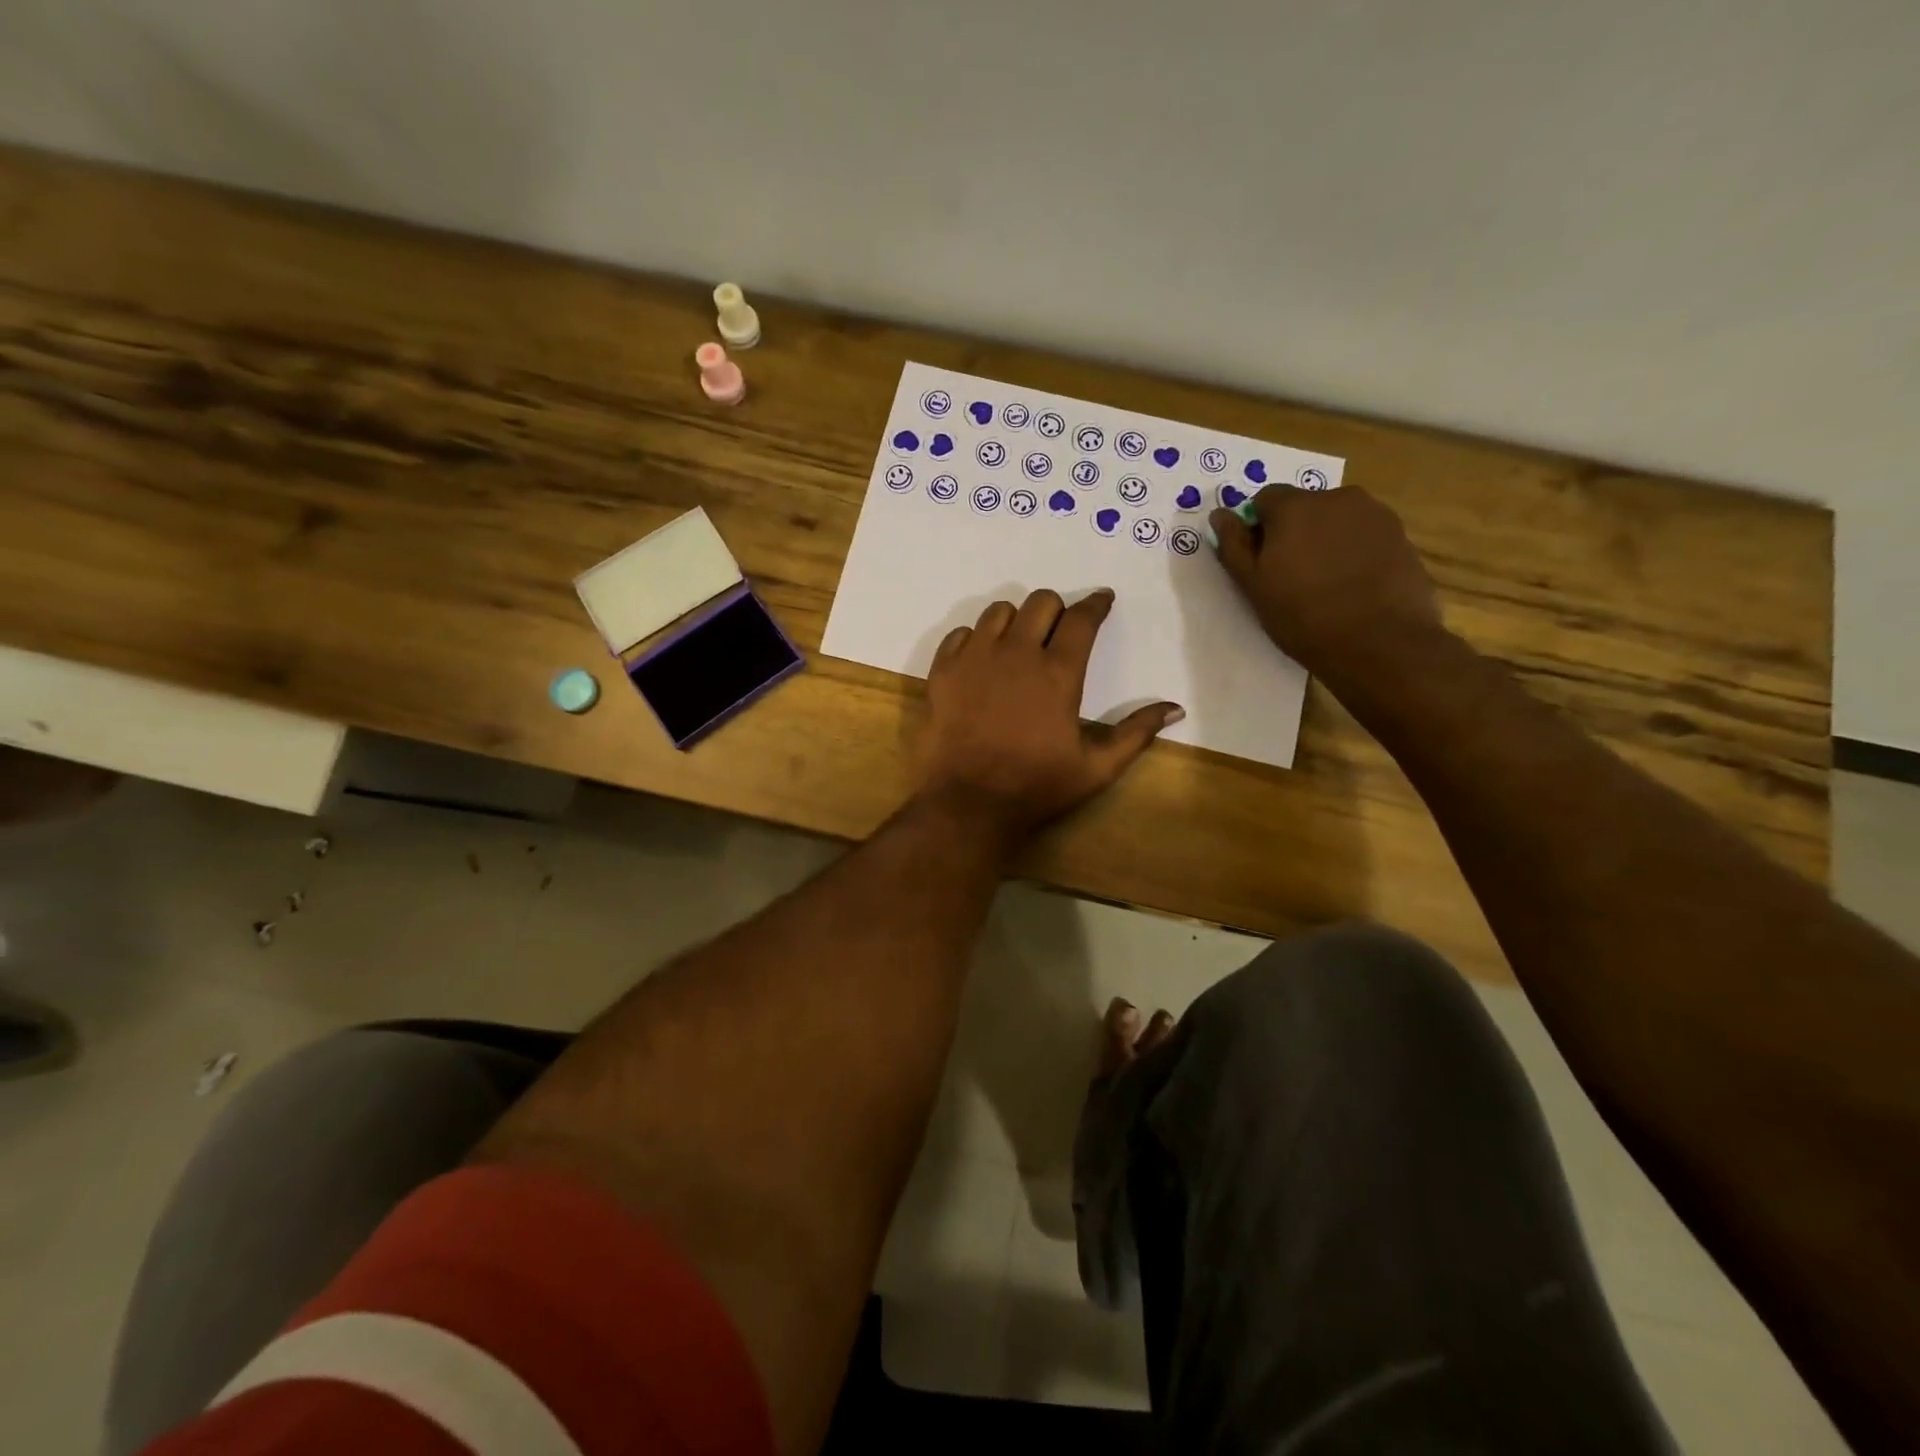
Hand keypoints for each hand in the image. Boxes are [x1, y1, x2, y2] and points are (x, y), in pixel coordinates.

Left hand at [916, 589, 1182, 841]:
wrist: (967, 804)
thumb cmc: (1036, 787)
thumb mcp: (1096, 768)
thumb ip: (1136, 733)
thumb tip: (1175, 708)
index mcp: (1058, 673)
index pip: (1082, 619)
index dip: (1096, 604)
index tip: (1102, 600)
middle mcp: (1017, 653)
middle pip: (1040, 602)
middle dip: (1056, 609)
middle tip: (1059, 630)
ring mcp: (974, 658)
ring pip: (998, 611)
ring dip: (1015, 620)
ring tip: (1018, 643)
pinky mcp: (942, 671)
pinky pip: (960, 634)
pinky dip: (974, 639)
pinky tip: (981, 661)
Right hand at [1210, 487, 1443, 684]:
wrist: (1380, 643)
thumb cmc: (1303, 616)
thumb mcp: (1254, 586)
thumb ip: (1234, 546)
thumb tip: (1220, 515)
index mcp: (1295, 507)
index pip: (1265, 499)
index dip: (1259, 528)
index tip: (1262, 560)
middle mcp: (1337, 498)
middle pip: (1305, 506)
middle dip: (1295, 532)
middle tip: (1292, 575)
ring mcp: (1375, 515)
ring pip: (1338, 520)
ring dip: (1327, 541)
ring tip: (1327, 583)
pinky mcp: (1401, 536)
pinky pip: (1365, 536)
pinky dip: (1355, 552)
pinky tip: (1354, 587)